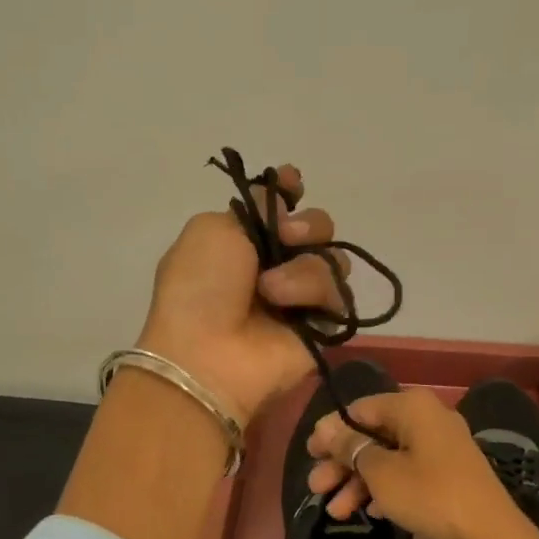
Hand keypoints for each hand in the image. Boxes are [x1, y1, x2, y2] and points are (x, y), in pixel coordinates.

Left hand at [135, 165, 350, 425]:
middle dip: (309, 226)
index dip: (290, 192)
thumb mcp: (211, 229)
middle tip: (289, 237)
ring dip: (304, 269)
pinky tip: (289, 308)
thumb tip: (285, 207)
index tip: (294, 184)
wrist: (208, 354)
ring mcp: (300, 297)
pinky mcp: (322, 325)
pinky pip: (339, 295)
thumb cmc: (200, 287)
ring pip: (333, 259)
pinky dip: (316, 295)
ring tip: (273, 291)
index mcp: (243, 239)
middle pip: (317, 228)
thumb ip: (252, 208)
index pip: (280, 207)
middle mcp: (274, 265)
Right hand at [304, 390, 538, 538]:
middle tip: (316, 487)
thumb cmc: (430, 494)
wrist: (489, 536)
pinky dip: (386, 490)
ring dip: (359, 482)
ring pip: (388, 458)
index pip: (360, 409)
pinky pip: (408, 475)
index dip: (332, 431)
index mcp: (412, 407)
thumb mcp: (381, 472)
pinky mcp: (448, 475)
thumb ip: (350, 448)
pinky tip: (370, 514)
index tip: (310, 454)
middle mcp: (427, 419)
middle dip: (342, 463)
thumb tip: (325, 428)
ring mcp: (440, 448)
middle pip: (373, 435)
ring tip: (335, 512)